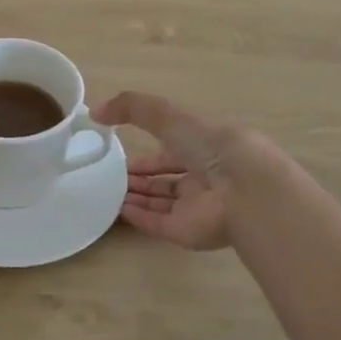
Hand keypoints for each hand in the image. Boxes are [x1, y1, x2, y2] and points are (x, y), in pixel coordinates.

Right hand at [92, 91, 242, 251]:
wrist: (243, 190)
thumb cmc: (210, 145)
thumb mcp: (168, 115)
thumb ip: (131, 107)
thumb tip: (96, 111)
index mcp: (205, 147)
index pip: (172, 151)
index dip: (147, 153)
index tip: (119, 153)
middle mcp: (203, 177)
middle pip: (166, 179)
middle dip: (140, 177)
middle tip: (109, 176)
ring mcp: (196, 207)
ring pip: (161, 202)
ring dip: (136, 196)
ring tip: (106, 191)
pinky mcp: (187, 232)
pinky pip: (158, 224)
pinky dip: (138, 216)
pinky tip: (117, 209)